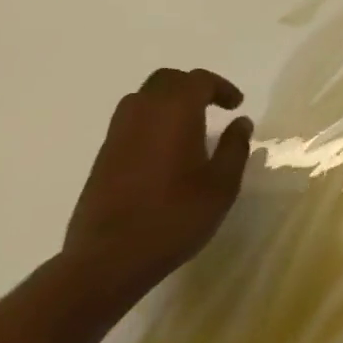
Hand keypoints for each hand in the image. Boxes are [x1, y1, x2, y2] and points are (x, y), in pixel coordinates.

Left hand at [62, 67, 252, 308]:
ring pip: (143, 98)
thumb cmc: (173, 218)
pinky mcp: (102, 158)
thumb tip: (240, 122)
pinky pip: (128, 123)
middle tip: (211, 107)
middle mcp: (144, 113)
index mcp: (176, 111)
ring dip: (166, 102)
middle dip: (191, 87)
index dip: (221, 87)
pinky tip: (160, 151)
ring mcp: (117, 134)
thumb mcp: (221, 186)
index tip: (236, 105)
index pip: (199, 81)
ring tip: (185, 125)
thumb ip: (235, 148)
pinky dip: (148, 123)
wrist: (107, 261)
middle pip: (167, 80)